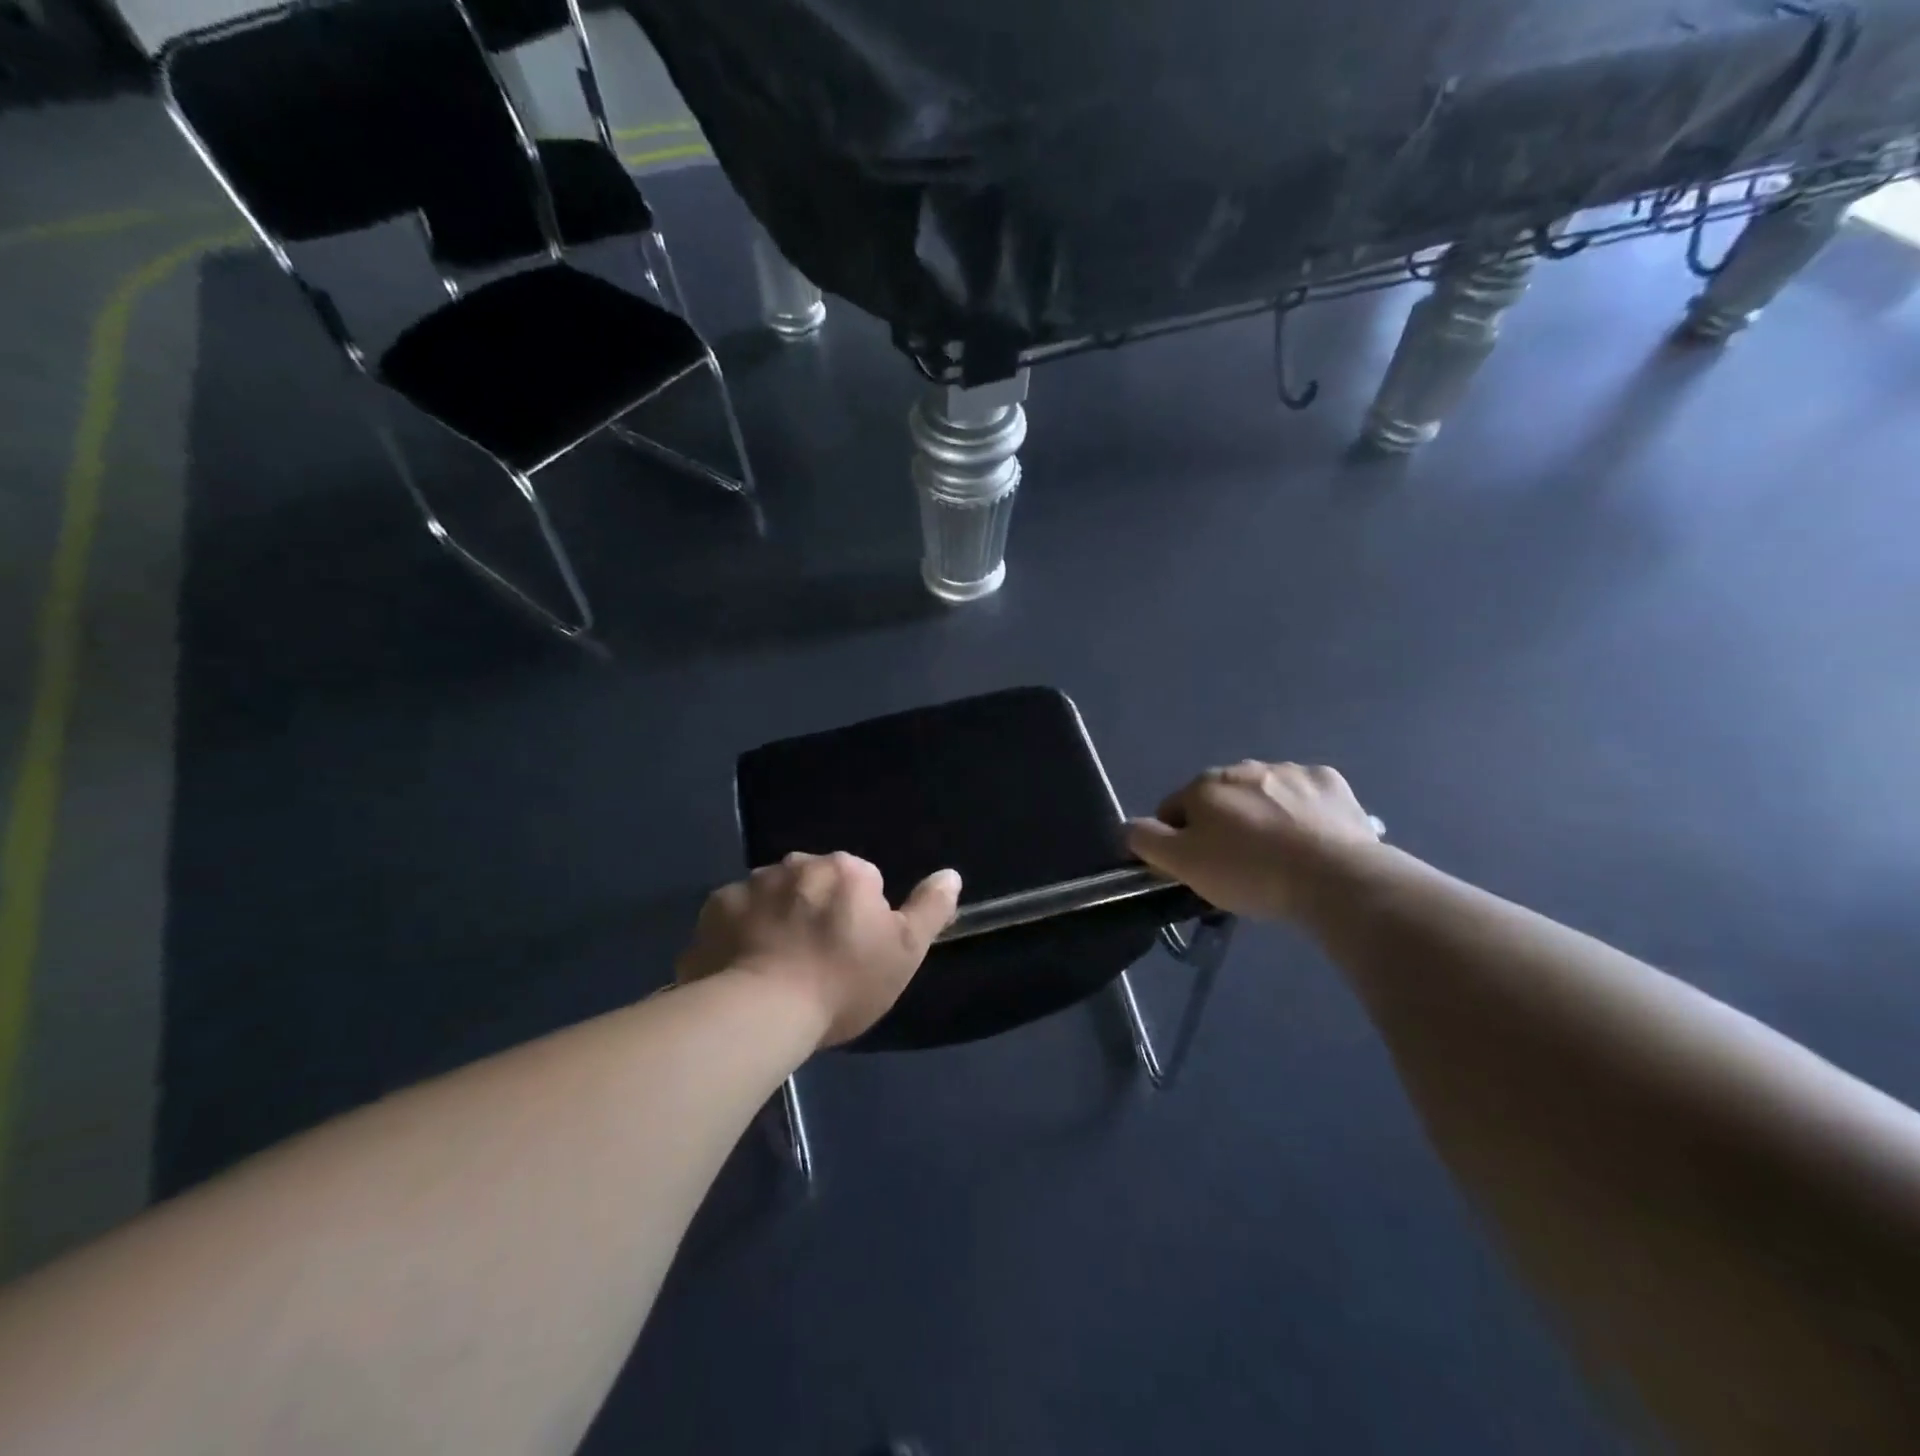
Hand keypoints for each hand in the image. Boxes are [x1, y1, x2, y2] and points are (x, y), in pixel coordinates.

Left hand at [677, 853, 961, 1047]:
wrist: (760, 1012)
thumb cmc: (841, 983)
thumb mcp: (904, 953)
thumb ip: (930, 909)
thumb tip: (951, 874)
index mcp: (846, 870)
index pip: (862, 882)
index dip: (860, 919)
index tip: (852, 954)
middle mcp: (798, 863)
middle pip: (816, 884)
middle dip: (816, 911)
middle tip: (815, 961)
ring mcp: (751, 882)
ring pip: (774, 895)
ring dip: (778, 917)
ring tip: (776, 966)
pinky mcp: (714, 906)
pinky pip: (735, 912)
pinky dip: (740, 930)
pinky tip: (743, 964)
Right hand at [1126, 761, 1383, 920]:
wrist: (1335, 877)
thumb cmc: (1249, 872)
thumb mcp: (1183, 864)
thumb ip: (1147, 841)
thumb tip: (1129, 827)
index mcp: (1204, 785)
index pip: (1174, 810)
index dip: (1179, 841)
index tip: (1198, 870)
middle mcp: (1242, 768)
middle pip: (1219, 800)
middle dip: (1223, 825)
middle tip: (1239, 867)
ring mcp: (1289, 771)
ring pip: (1262, 795)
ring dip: (1262, 816)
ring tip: (1280, 857)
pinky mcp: (1330, 783)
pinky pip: (1305, 796)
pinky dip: (1303, 812)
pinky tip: (1311, 840)